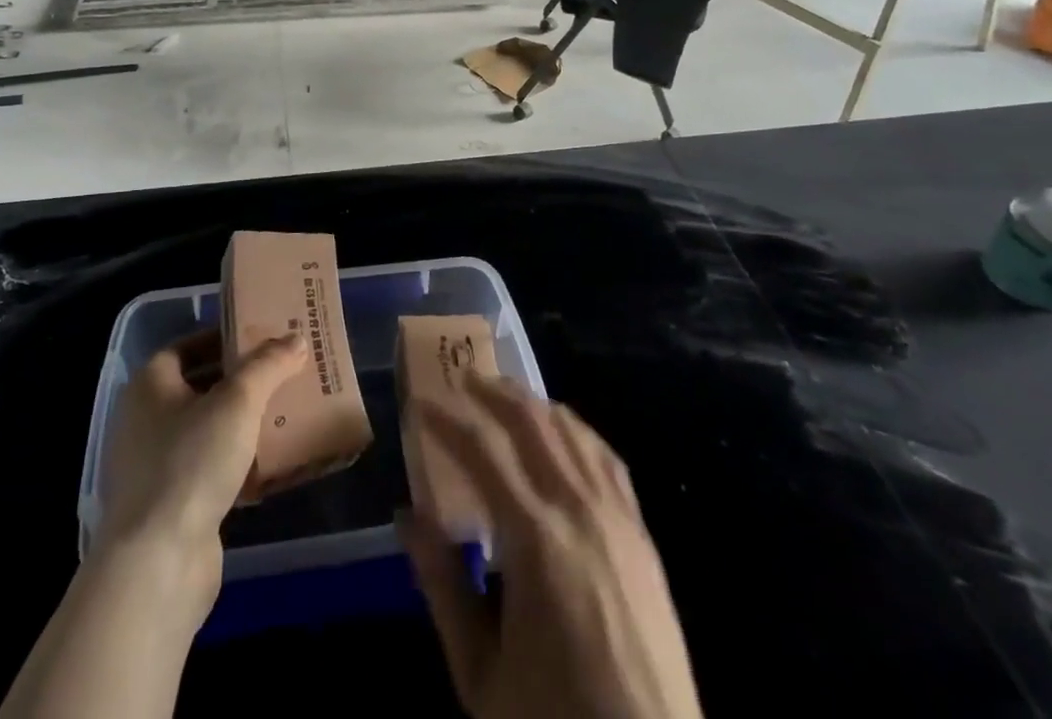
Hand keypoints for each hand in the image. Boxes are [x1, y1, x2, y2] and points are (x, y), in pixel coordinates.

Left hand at [95, 330, 306, 619]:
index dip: (222, 338)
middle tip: (281, 371)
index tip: (260, 337)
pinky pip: (210, 471)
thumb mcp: (239, 401)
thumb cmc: (191, 462)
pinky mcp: (170, 508)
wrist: (158, 565)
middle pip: (199, 388)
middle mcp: (144, 422)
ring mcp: (154, 469)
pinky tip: (273, 464)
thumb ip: (268, 365)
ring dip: (242, 423)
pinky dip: (238, 463)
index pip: (186, 347)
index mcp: (149, 386)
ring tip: (285, 411)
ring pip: (207, 431)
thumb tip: (295, 338)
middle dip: (240, 381)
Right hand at [399, 377, 702, 718]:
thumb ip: (442, 585)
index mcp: (535, 538)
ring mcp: (618, 516)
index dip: (448, 420)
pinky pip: (607, 458)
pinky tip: (564, 430)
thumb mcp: (480, 672)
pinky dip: (578, 430)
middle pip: (533, 423)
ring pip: (573, 431)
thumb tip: (408, 515)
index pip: (483, 450)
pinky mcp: (643, 534)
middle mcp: (578, 508)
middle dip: (495, 392)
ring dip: (536, 403)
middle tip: (465, 378)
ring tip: (508, 394)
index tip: (422, 400)